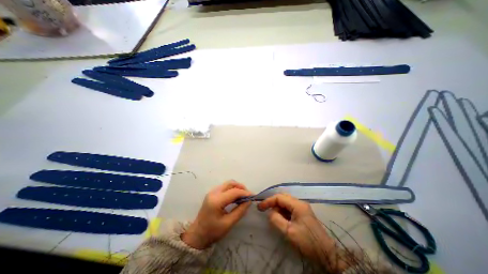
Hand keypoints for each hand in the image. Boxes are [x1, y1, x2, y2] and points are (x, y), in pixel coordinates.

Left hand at [180, 181, 252, 248]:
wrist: (197, 235)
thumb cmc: (212, 232)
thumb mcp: (228, 224)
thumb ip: (240, 211)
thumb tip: (249, 201)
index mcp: (217, 201)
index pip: (234, 192)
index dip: (245, 193)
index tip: (253, 196)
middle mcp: (214, 193)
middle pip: (230, 183)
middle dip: (241, 187)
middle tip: (248, 195)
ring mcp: (212, 192)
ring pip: (227, 184)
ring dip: (236, 187)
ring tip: (243, 196)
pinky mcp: (212, 193)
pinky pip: (224, 187)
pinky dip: (232, 189)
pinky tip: (235, 197)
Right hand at [256, 193, 341, 268]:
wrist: (326, 253)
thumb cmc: (307, 241)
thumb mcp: (289, 231)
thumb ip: (276, 219)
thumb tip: (270, 212)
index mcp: (297, 205)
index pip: (279, 197)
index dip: (268, 201)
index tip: (260, 207)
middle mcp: (300, 203)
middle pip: (282, 198)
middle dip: (272, 202)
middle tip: (264, 209)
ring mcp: (302, 208)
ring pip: (286, 203)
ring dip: (278, 207)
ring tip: (272, 216)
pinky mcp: (303, 213)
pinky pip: (290, 208)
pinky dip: (283, 211)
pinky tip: (280, 218)